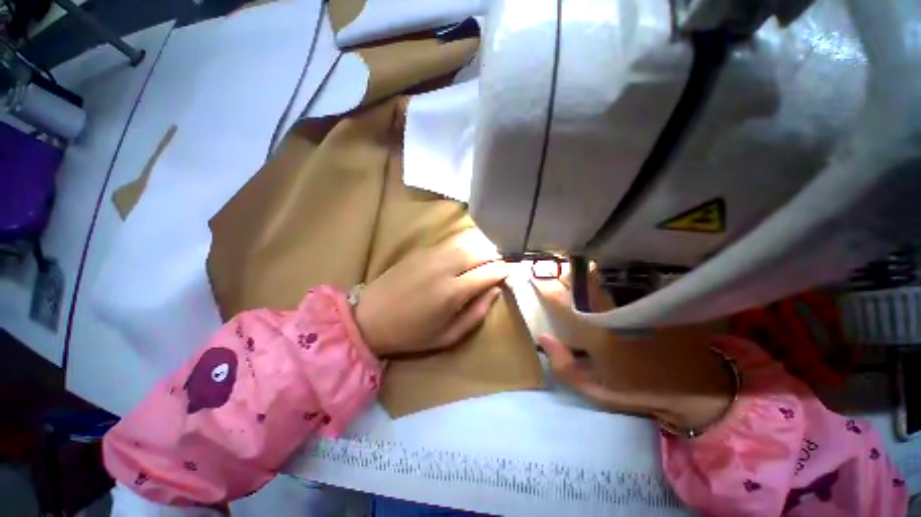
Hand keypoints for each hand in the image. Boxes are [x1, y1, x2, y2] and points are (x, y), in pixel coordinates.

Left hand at [356, 231, 511, 355]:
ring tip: (488, 258)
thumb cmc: (411, 334)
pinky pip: (451, 242)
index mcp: (453, 291)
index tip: (513, 271)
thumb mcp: (448, 336)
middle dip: (496, 255)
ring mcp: (431, 254)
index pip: (489, 271)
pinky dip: (465, 245)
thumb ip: (476, 313)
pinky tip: (466, 254)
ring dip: (482, 248)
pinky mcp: (421, 250)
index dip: (505, 269)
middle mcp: (445, 266)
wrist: (370, 318)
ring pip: (467, 242)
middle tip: (502, 263)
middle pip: (480, 251)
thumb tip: (495, 291)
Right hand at [532, 269, 733, 430]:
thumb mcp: (596, 391)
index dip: (545, 288)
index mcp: (596, 333)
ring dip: (584, 272)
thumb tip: (542, 337)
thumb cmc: (639, 391)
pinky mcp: (651, 299)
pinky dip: (608, 276)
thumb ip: (565, 366)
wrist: (695, 388)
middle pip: (581, 284)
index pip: (562, 303)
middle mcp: (612, 312)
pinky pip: (623, 281)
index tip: (532, 277)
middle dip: (564, 273)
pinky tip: (601, 273)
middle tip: (552, 267)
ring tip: (572, 266)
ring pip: (601, 279)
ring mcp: (633, 303)